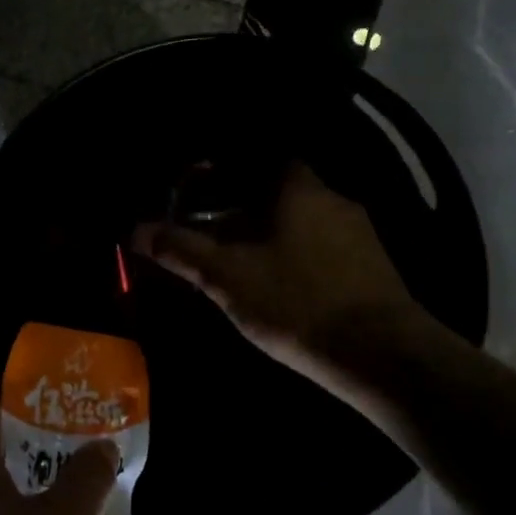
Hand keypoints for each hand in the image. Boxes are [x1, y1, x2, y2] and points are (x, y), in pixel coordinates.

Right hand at [132, 161, 426, 400]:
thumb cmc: (295, 301)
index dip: (231, 176)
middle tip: (217, 239)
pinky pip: (326, 250)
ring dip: (274, 238)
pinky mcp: (375, 268)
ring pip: (304, 224)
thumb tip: (135, 229)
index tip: (205, 198)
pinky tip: (287, 291)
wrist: (380, 354)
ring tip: (246, 269)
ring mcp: (361, 234)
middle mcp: (334, 200)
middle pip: (281, 194)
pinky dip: (301, 260)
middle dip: (247, 212)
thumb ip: (180, 250)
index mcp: (298, 189)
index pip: (264, 161)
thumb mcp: (226, 277)